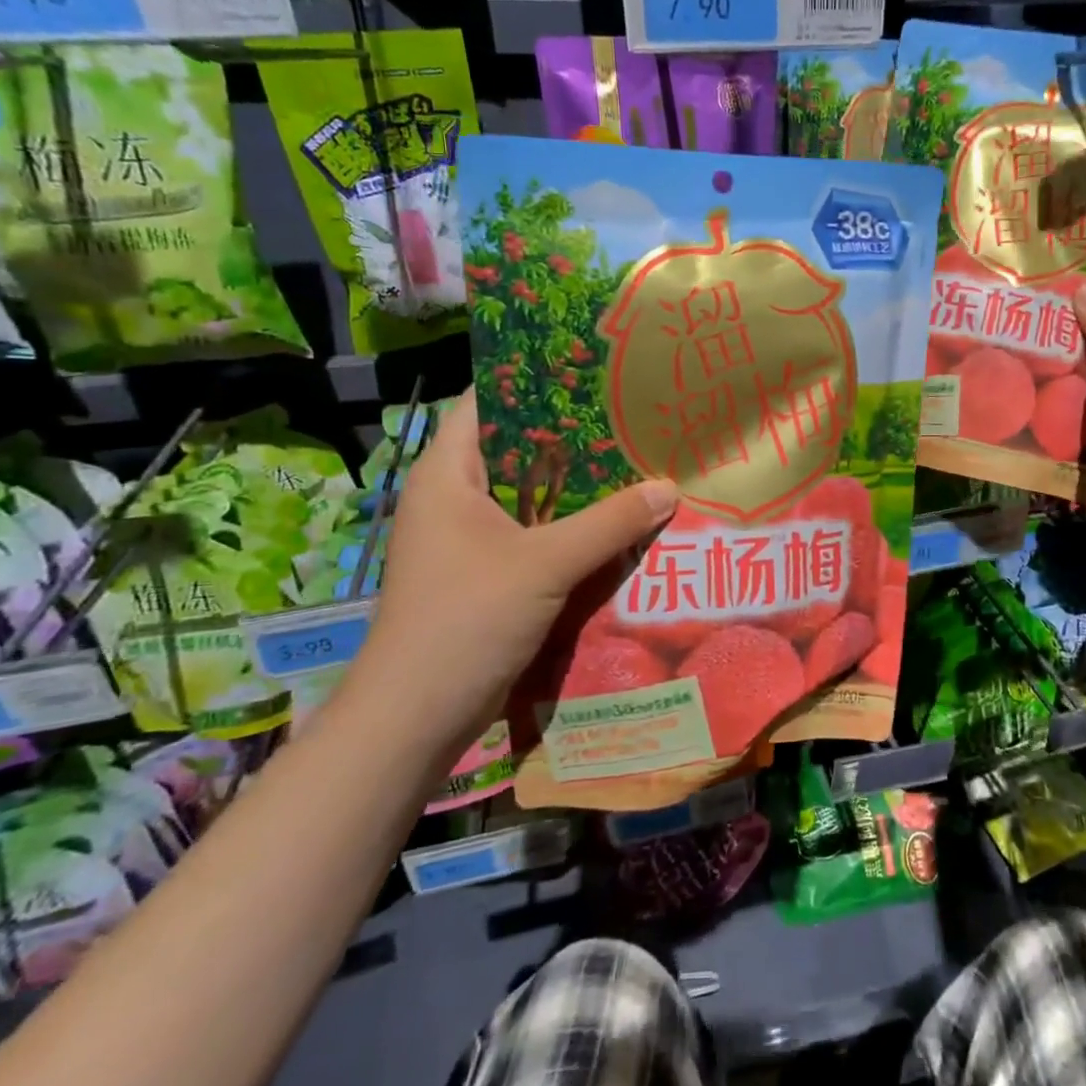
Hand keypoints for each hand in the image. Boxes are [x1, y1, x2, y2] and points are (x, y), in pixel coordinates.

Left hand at [341, 392, 678, 754]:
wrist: (416, 716)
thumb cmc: (466, 620)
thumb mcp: (545, 564)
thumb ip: (609, 522)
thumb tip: (668, 487)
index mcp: (450, 473)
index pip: (488, 401)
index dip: (535, 380)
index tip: (593, 369)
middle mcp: (457, 496)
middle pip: (520, 448)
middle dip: (575, 436)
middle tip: (633, 417)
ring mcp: (473, 537)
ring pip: (533, 495)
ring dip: (580, 486)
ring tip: (639, 462)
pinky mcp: (490, 572)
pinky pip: (538, 533)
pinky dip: (574, 526)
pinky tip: (621, 523)